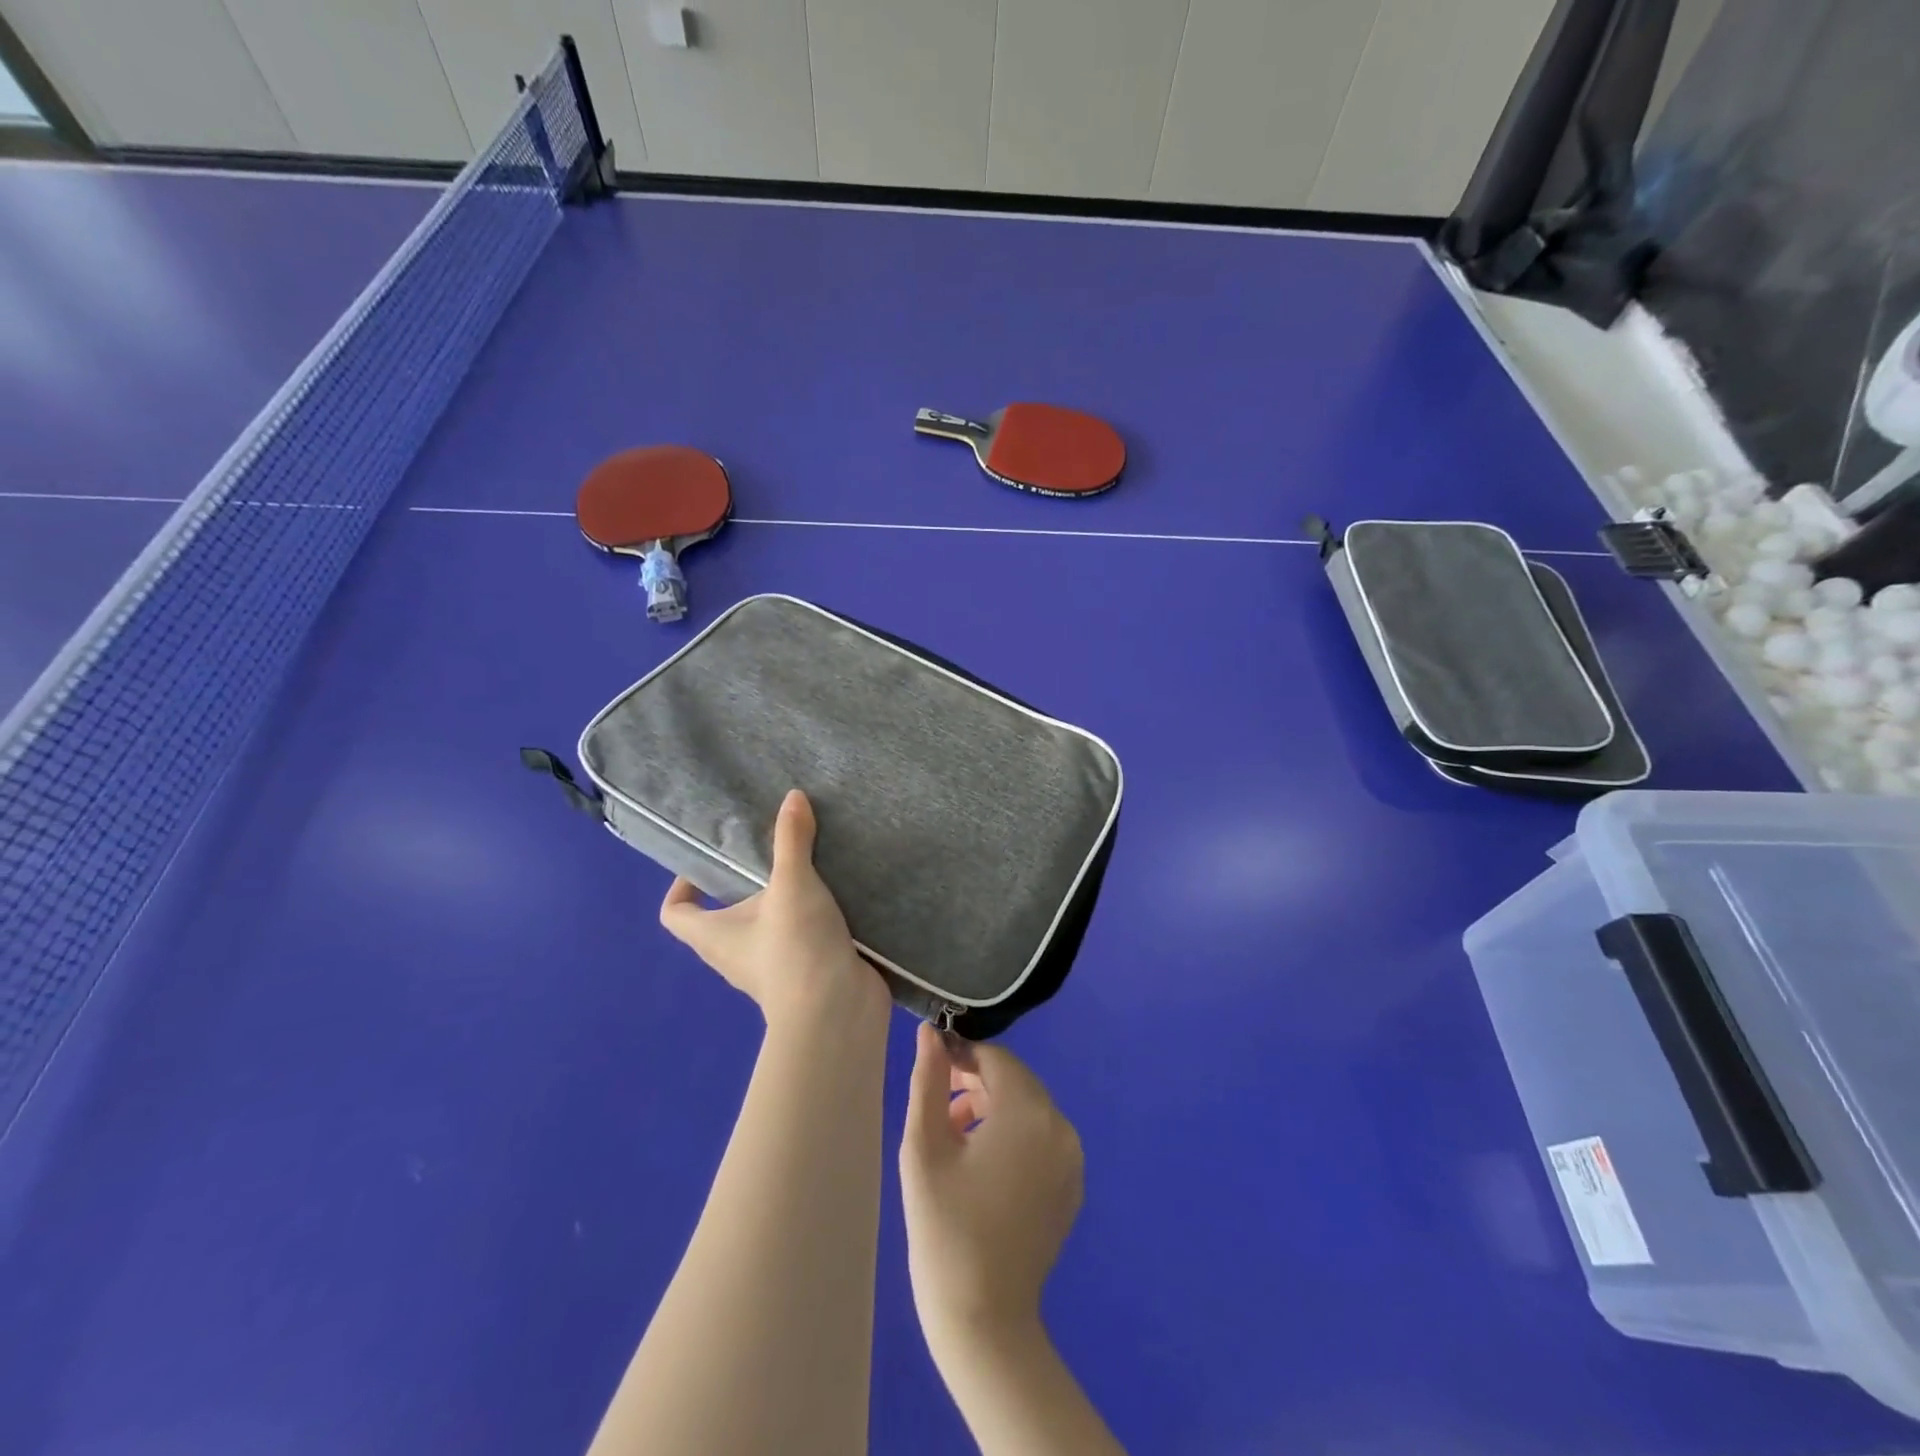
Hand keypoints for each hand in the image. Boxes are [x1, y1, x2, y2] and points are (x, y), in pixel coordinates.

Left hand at [660, 790, 888, 1029]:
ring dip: (782, 900)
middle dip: (744, 884)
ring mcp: (772, 967)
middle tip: (770, 850)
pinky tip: (837, 893)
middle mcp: (735, 954)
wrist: (838, 1011)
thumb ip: (791, 839)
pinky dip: (812, 918)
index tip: (709, 861)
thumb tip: (793, 797)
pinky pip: (801, 937)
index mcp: (714, 936)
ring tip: (808, 865)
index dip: (682, 886)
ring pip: (766, 926)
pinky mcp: (807, 971)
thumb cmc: (796, 947)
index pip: (675, 913)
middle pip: (724, 916)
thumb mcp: (792, 884)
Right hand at [900, 1023, 1083, 1347]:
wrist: (983, 1320)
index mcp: (1028, 1112)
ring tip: (953, 1135)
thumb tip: (930, 1033)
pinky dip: (1013, 1135)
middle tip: (939, 1106)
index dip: (961, 1056)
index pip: (995, 1058)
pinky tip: (981, 1165)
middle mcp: (1060, 1126)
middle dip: (976, 1082)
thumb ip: (929, 1081)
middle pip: (1014, 1080)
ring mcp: (1071, 1158)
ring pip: (1027, 1108)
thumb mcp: (924, 1147)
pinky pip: (1041, 1138)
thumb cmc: (944, 1227)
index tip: (932, 1073)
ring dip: (992, 1108)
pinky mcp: (1071, 1185)